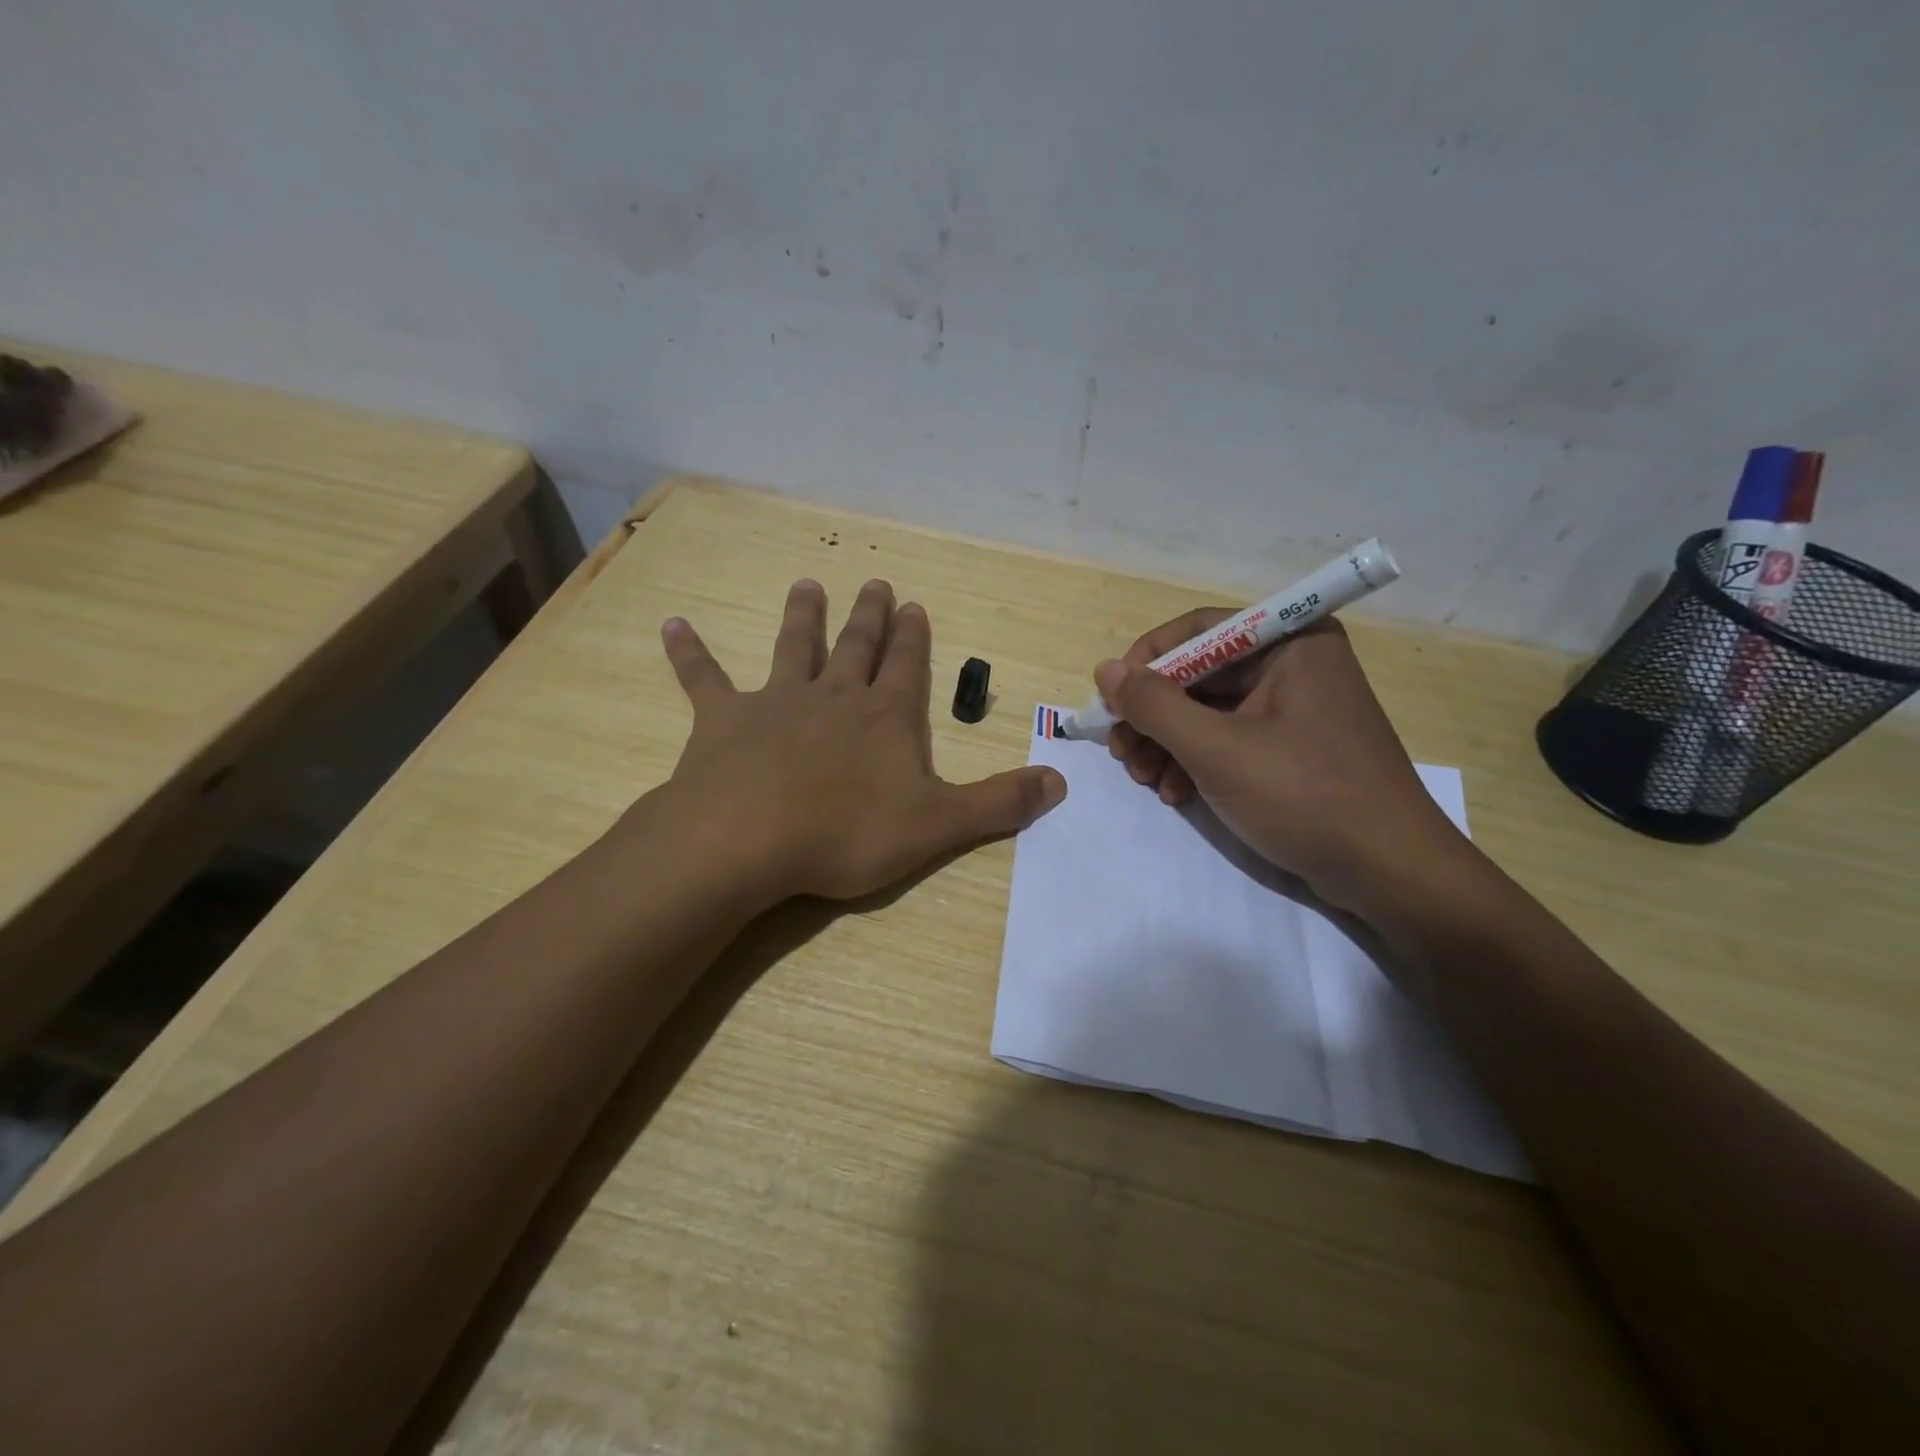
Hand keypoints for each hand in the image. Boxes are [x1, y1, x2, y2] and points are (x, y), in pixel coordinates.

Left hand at [657, 578, 1065, 902]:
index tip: (917, 606)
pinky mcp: (723, 721)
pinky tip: (673, 625)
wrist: (749, 839)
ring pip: (793, 649)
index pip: (908, 668)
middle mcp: (834, 697)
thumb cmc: (848, 832)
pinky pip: (703, 679)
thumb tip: (1061, 783)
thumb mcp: (939, 825)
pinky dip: (689, 653)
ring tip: (807, 584)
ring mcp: (777, 703)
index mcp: (885, 718)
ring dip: (801, 618)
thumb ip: (999, 803)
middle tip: (876, 583)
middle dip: (870, 617)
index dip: (915, 640)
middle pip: (856, 647)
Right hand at [1095, 615, 1467, 920]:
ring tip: (1144, 780)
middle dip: (1153, 715)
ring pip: (1208, 710)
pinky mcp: (1293, 747)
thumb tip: (1105, 670)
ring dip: (1167, 743)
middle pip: (1199, 674)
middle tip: (1121, 752)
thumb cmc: (1305, 796)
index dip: (1147, 661)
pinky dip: (1196, 762)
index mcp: (1290, 643)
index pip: (1199, 630)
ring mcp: (1295, 708)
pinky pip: (1229, 738)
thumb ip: (1154, 706)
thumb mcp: (1217, 749)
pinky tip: (1175, 793)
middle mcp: (1294, 664)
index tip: (1111, 701)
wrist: (1389, 873)